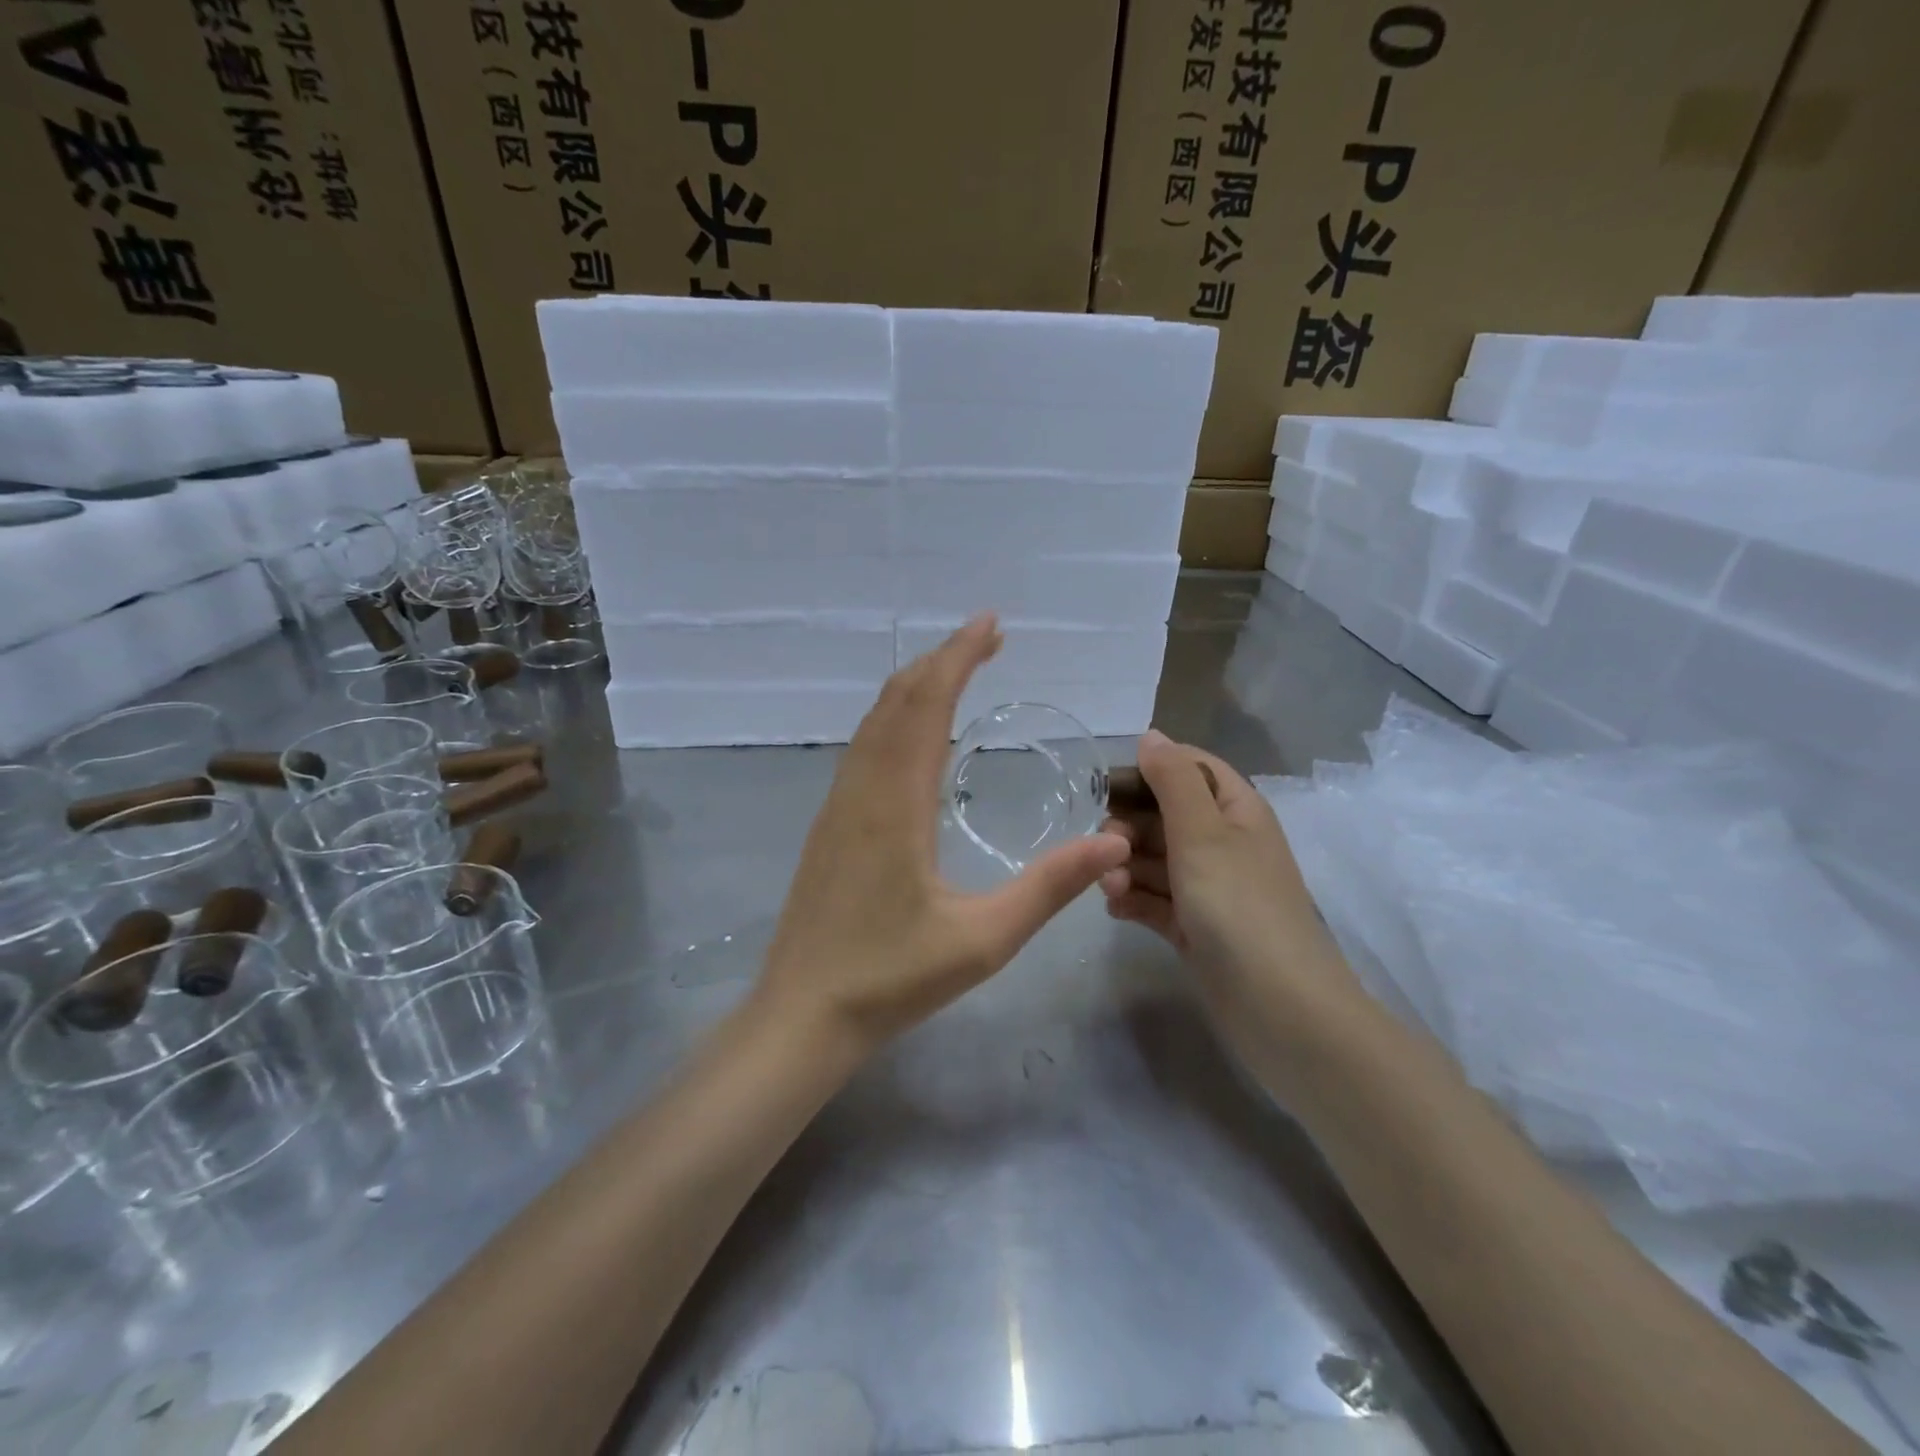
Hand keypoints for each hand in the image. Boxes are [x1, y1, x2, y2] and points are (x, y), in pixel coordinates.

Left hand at [757, 615, 1129, 1054]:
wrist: (801, 1014)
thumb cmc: (890, 979)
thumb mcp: (983, 940)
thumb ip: (1049, 888)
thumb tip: (1114, 842)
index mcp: (896, 802)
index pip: (927, 704)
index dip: (959, 657)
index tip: (991, 624)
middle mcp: (862, 788)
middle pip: (897, 700)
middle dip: (942, 661)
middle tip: (986, 640)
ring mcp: (838, 805)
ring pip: (874, 721)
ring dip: (915, 686)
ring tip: (956, 671)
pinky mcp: (829, 824)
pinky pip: (862, 748)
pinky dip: (893, 718)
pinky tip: (913, 734)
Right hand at [1098, 729, 1331, 980]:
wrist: (1278, 1008)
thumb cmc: (1239, 905)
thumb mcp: (1203, 832)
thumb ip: (1173, 779)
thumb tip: (1151, 735)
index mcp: (1236, 810)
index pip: (1190, 768)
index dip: (1150, 769)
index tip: (1107, 787)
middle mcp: (1224, 843)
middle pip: (1165, 814)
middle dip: (1129, 826)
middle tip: (1105, 846)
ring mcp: (1210, 887)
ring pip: (1155, 858)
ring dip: (1126, 866)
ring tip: (1109, 888)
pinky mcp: (1195, 926)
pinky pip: (1155, 899)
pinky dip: (1134, 899)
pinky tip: (1115, 908)